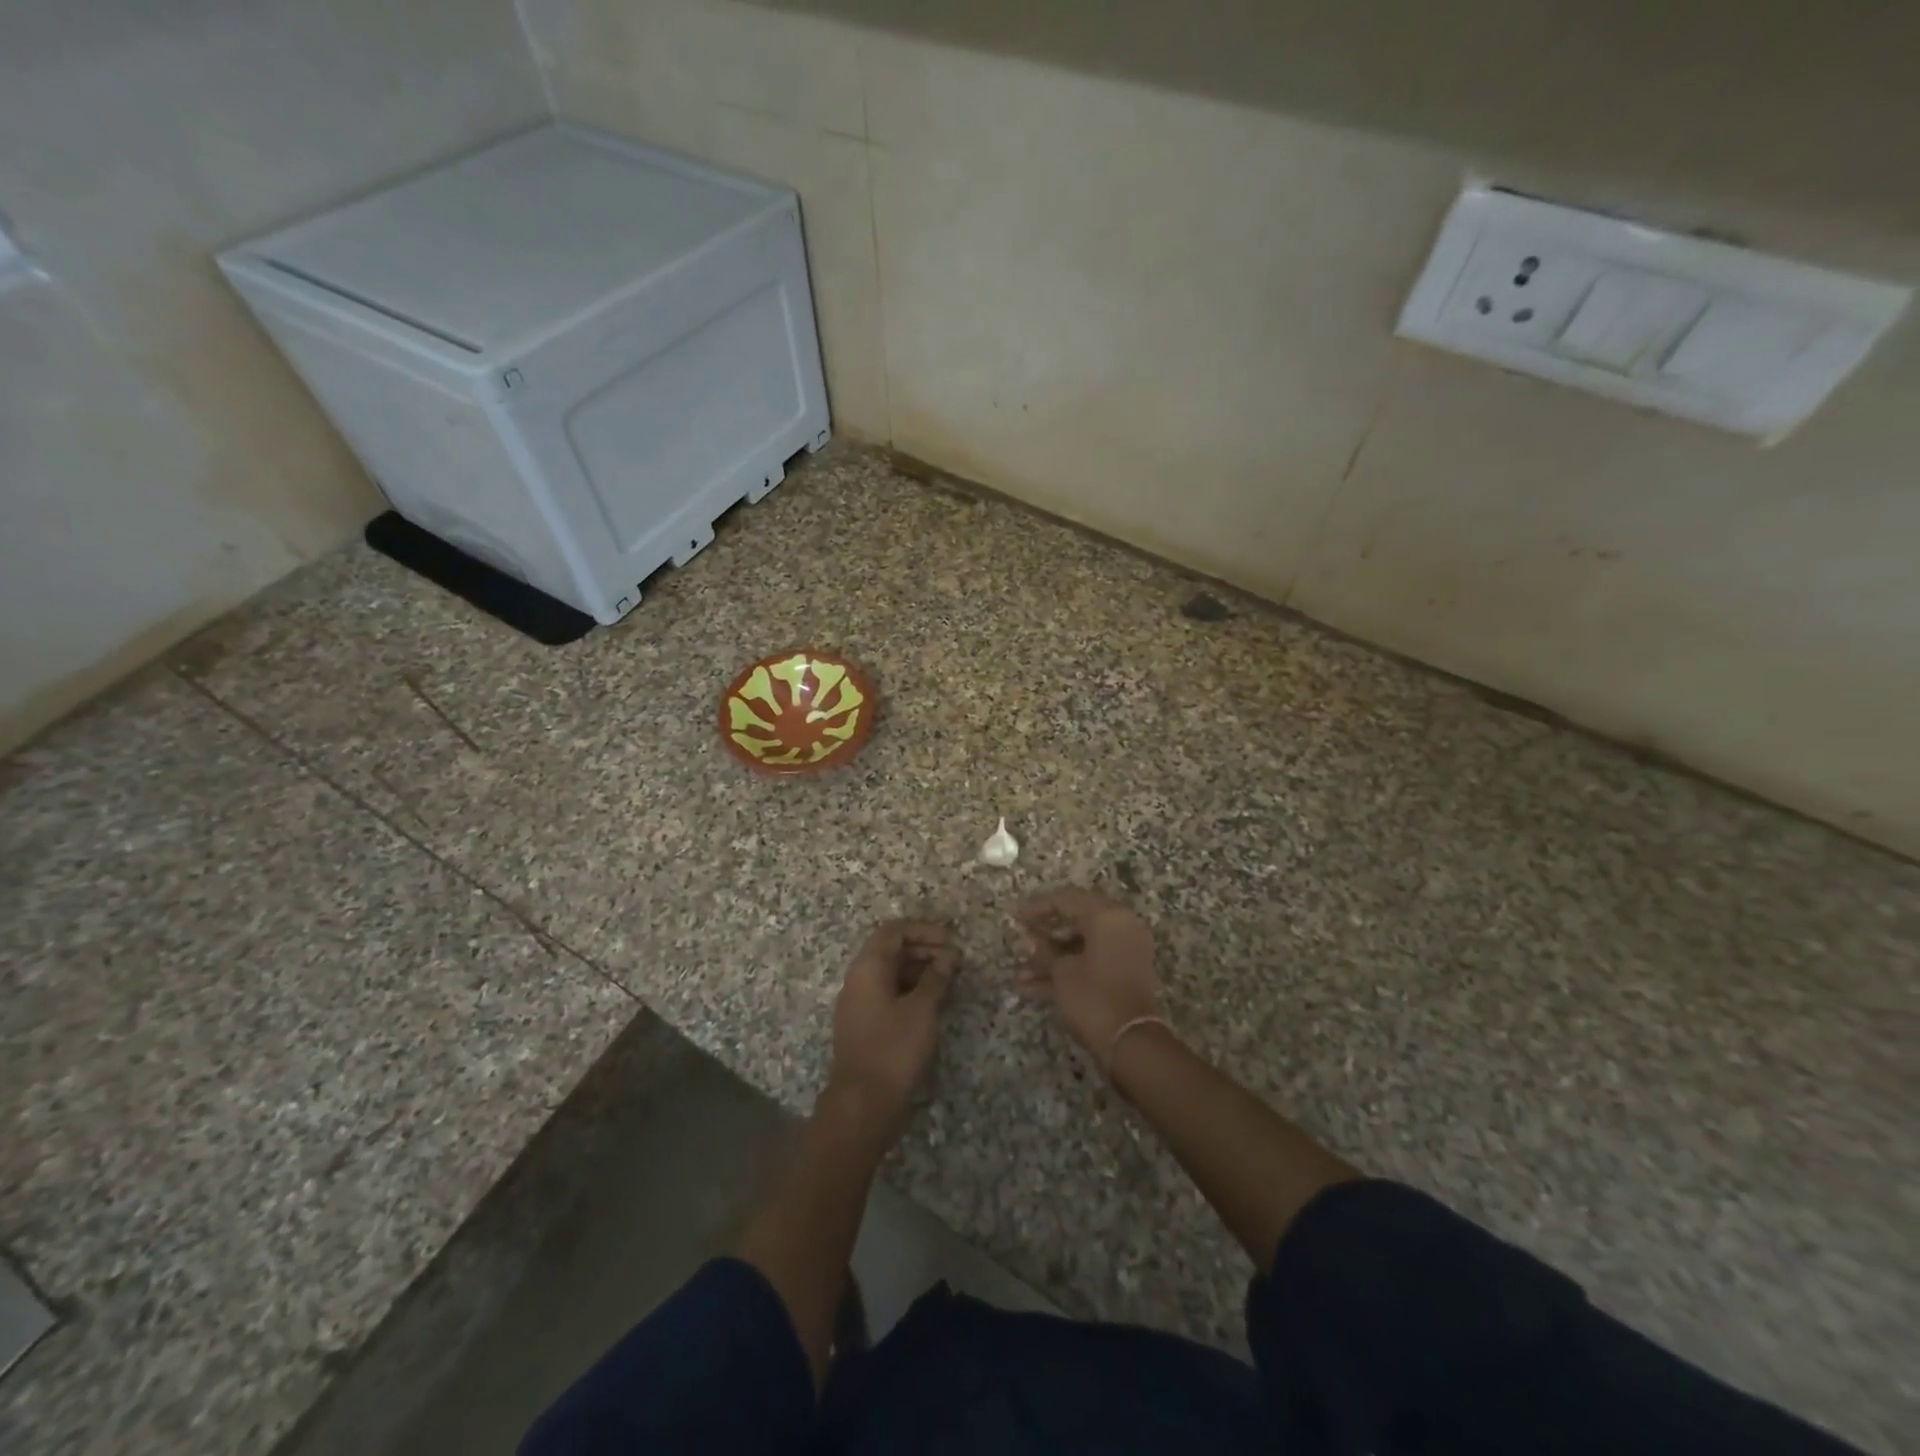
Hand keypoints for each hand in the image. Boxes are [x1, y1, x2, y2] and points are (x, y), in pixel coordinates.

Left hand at [825, 920, 957, 1144]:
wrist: (864, 1104)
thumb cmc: (894, 1048)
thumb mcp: (922, 1009)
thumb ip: (936, 978)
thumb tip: (948, 958)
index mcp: (868, 968)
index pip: (894, 931)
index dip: (923, 930)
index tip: (951, 940)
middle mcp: (860, 980)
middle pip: (892, 951)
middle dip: (925, 950)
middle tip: (956, 962)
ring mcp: (861, 1004)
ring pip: (892, 973)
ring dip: (921, 971)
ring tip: (950, 980)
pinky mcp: (867, 1025)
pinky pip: (890, 994)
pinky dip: (913, 990)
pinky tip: (935, 1002)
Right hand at [1015, 888, 1161, 1058]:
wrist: (1132, 1043)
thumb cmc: (1094, 997)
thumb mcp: (1062, 972)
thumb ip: (1043, 951)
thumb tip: (1026, 939)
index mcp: (1107, 916)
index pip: (1066, 899)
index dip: (1037, 907)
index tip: (1015, 916)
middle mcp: (1120, 926)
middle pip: (1075, 921)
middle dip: (1043, 935)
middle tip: (1020, 941)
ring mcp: (1124, 951)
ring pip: (1080, 946)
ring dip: (1050, 958)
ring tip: (1019, 974)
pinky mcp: (1124, 974)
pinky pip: (1090, 962)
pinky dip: (1066, 971)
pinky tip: (1032, 988)